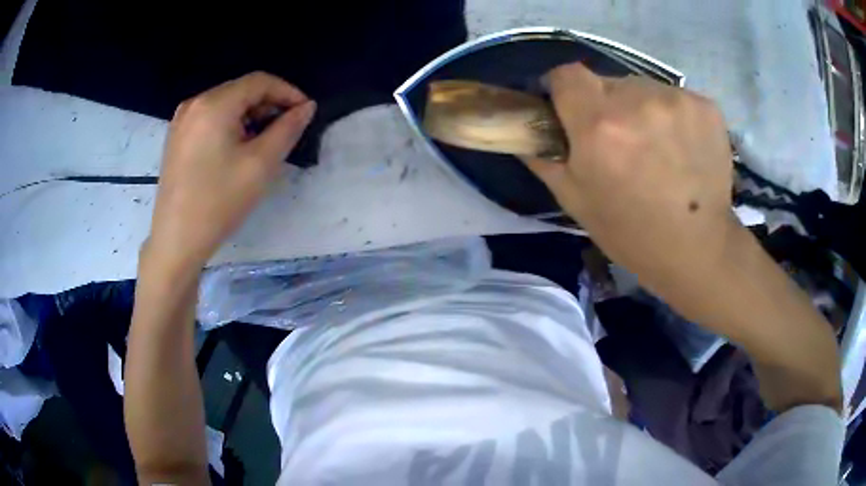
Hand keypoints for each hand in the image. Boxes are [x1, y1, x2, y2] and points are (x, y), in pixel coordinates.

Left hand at [147, 72, 315, 268]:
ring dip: (250, 116)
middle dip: (269, 104)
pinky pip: (210, 117)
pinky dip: (230, 124)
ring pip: (226, 104)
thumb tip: (307, 107)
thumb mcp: (261, 164)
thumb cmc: (219, 202)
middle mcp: (195, 103)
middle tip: (287, 129)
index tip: (305, 113)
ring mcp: (182, 120)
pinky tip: (237, 148)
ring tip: (264, 141)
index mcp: (214, 104)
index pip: (260, 81)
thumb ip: (288, 129)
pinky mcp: (177, 136)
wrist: (176, 240)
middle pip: (241, 90)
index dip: (288, 92)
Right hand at [523, 63, 736, 298]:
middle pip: (608, 82)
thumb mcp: (574, 200)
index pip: (566, 74)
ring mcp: (678, 100)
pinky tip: (682, 148)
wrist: (698, 249)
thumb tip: (526, 123)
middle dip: (606, 105)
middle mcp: (638, 101)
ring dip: (642, 110)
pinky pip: (675, 98)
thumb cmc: (631, 232)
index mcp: (599, 125)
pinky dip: (673, 116)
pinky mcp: (707, 106)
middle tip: (620, 142)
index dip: (564, 90)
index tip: (571, 109)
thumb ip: (543, 154)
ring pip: (644, 89)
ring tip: (656, 149)